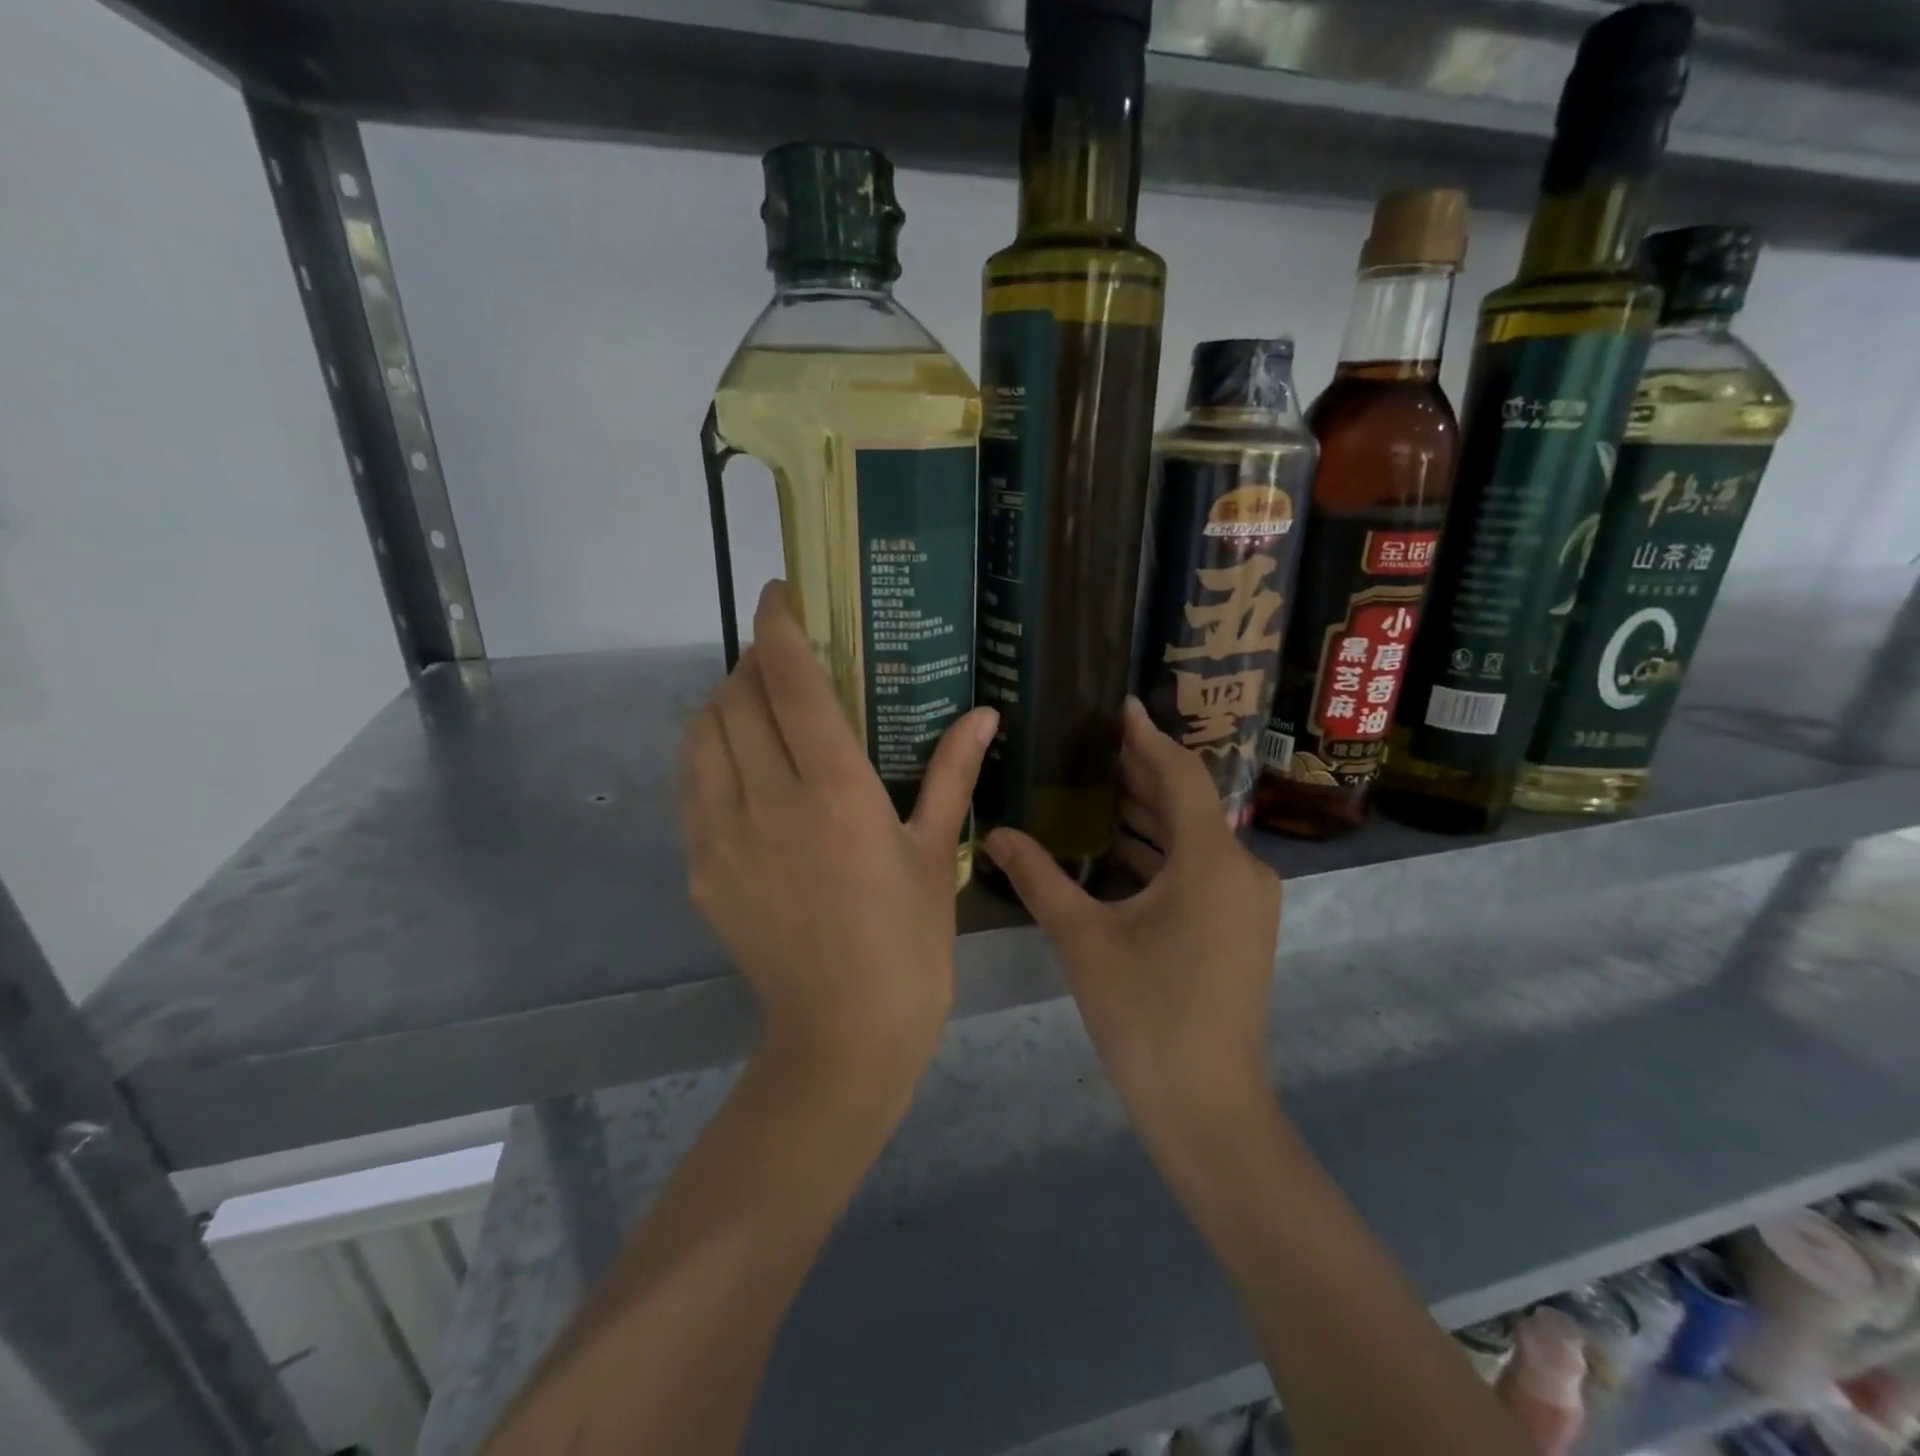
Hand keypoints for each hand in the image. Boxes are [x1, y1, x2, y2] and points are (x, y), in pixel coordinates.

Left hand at [680, 581, 997, 1082]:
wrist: (843, 1035)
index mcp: (836, 790)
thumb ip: (953, 772)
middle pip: (736, 695)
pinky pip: (690, 785)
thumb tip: (985, 713)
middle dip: (754, 661)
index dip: (779, 625)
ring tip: (757, 706)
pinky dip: (708, 753)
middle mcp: (769, 799)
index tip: (780, 593)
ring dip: (724, 702)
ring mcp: (722, 835)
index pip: (790, 680)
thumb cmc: (908, 942)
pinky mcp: (699, 867)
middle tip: (784, 660)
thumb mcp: (936, 853)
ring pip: (701, 733)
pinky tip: (739, 765)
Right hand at [983, 698, 1280, 1133]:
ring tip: (1094, 788)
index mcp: (1211, 860)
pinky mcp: (1240, 927)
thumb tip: (995, 832)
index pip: (1179, 775)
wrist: (1206, 1107)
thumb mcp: (1082, 938)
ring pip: (1194, 838)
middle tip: (1089, 746)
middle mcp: (1241, 869)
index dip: (1147, 737)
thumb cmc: (1144, 1014)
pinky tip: (1116, 849)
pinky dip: (1160, 852)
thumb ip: (1038, 877)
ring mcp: (1246, 901)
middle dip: (1140, 774)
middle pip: (1188, 803)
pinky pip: (1199, 869)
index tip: (1118, 705)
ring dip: (1148, 815)